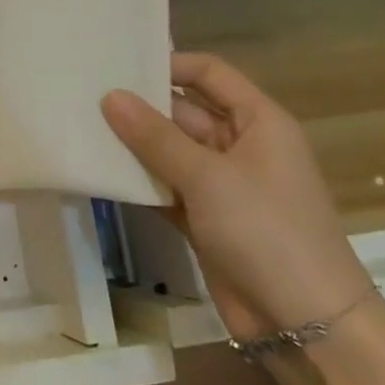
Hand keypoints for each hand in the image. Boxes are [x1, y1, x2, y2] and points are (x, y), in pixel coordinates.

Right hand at [102, 53, 374, 341]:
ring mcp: (221, 185)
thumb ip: (155, 137)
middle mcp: (240, 146)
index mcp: (258, 122)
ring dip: (133, 145)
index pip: (210, 74)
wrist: (303, 319)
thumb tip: (110, 96)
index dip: (169, 64)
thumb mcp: (209, 177)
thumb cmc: (266, 231)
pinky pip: (165, 186)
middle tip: (83, 98)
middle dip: (140, 107)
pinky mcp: (203, 218)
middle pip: (184, 112)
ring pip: (170, 152)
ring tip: (80, 128)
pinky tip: (99, 172)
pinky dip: (138, 182)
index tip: (119, 66)